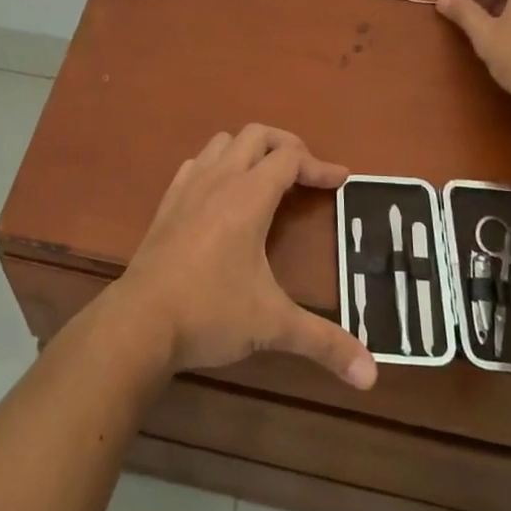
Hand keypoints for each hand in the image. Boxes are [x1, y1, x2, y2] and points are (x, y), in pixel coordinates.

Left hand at [109, 125, 375, 389]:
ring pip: (222, 143)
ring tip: (268, 178)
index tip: (342, 181)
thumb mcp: (272, 326)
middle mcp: (219, 181)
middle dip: (287, 145)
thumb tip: (371, 374)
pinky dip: (217, 165)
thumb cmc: (210, 313)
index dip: (319, 165)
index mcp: (248, 197)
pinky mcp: (167, 204)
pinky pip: (196, 164)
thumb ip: (324, 343)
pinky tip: (222, 194)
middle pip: (256, 135)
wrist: (139, 322)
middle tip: (307, 173)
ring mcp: (188, 188)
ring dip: (249, 150)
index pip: (290, 159)